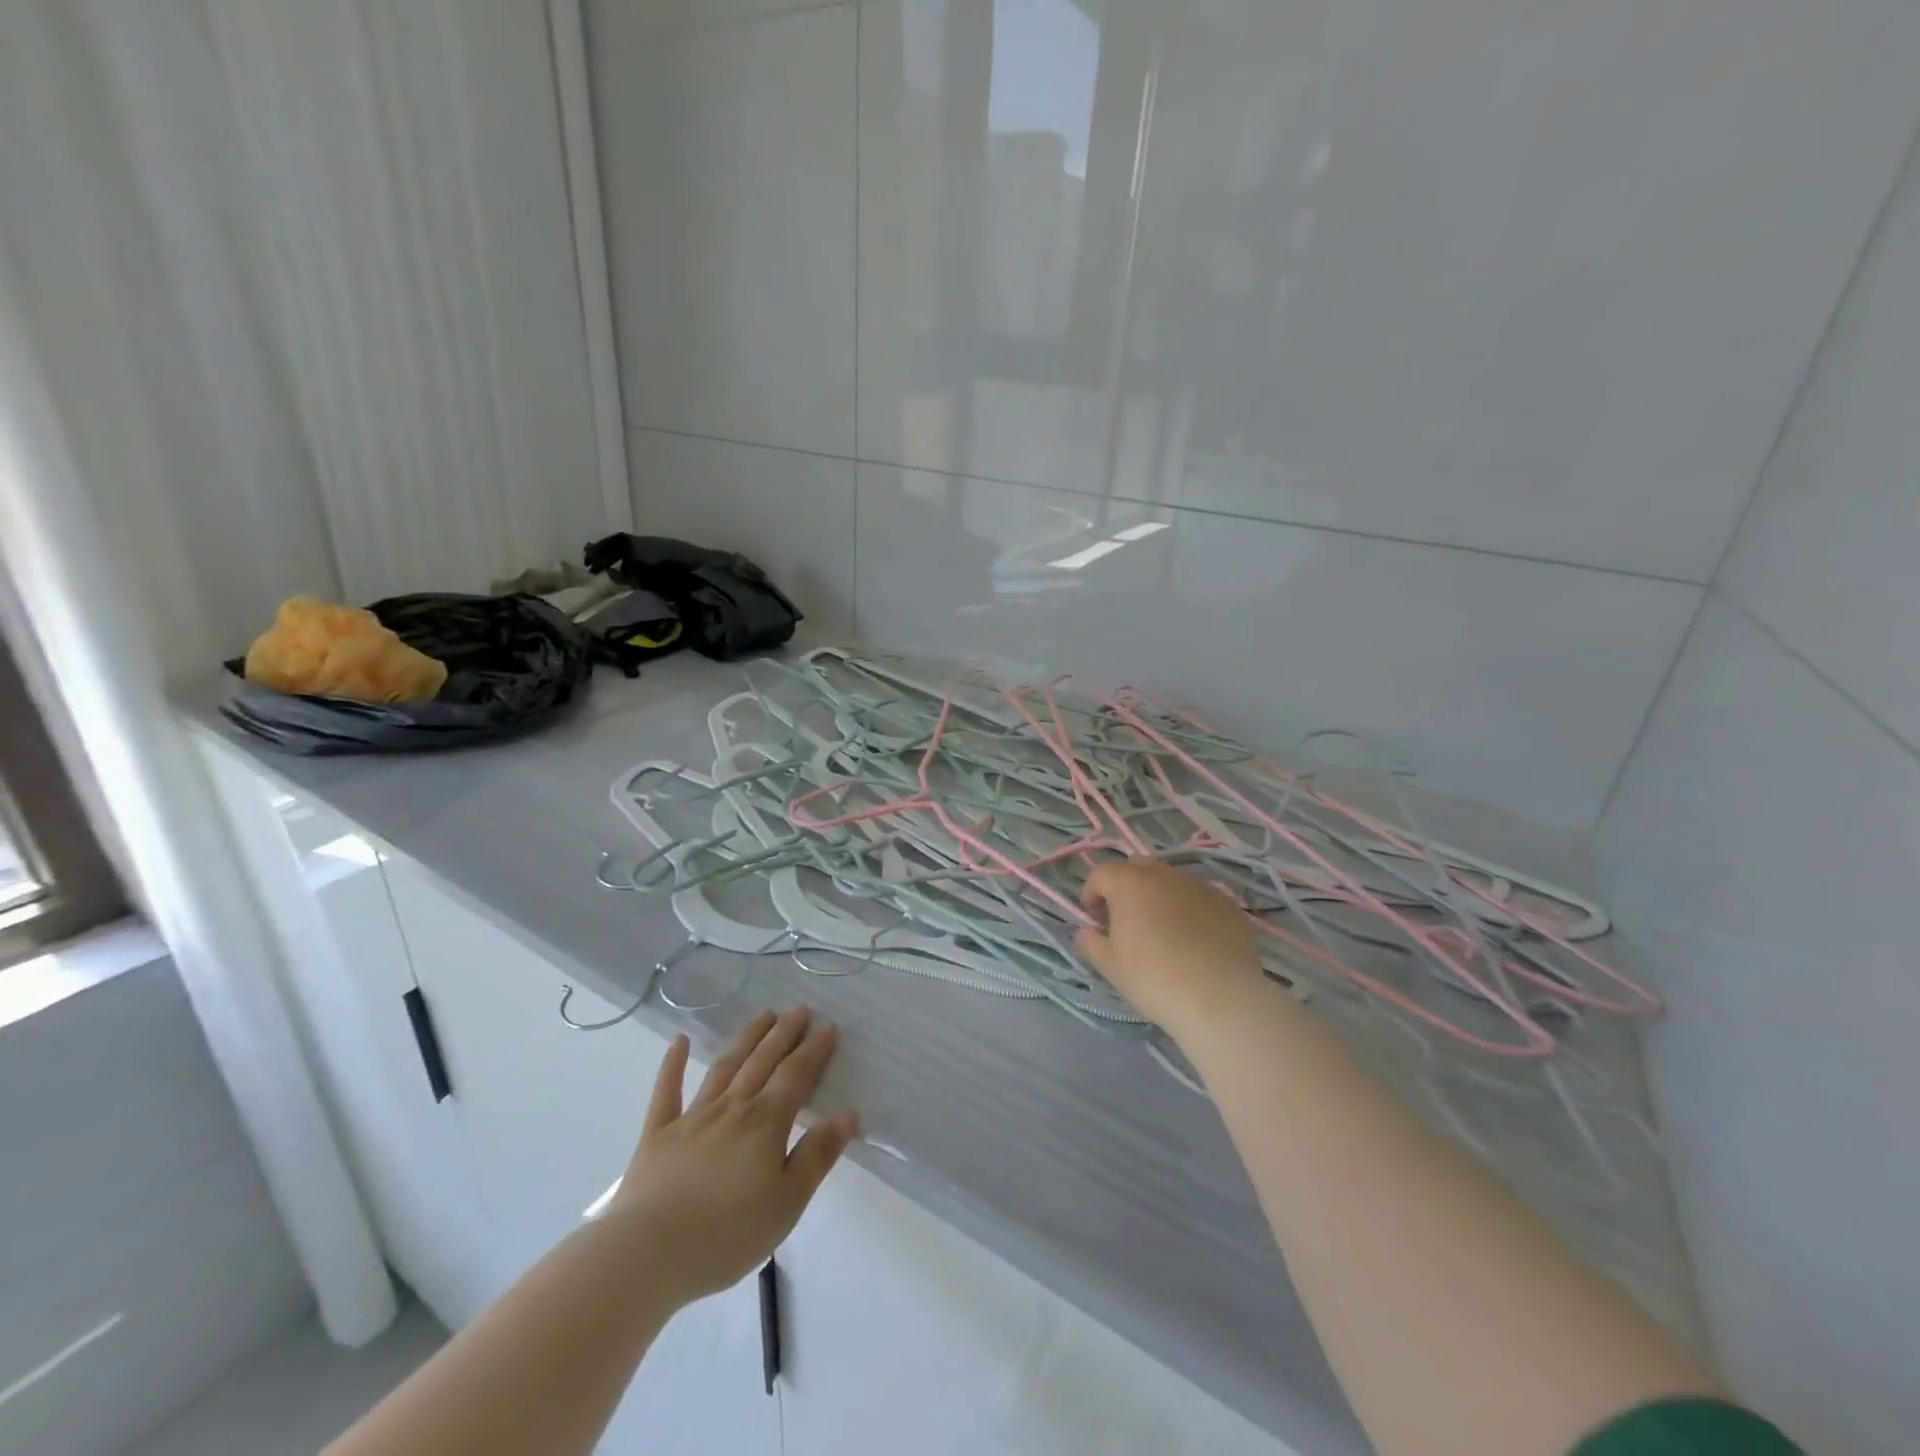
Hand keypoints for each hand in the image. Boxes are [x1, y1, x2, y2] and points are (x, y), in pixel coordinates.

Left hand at [606, 1007, 859, 1306]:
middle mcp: (732, 1108)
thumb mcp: (787, 1203)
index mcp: (765, 1123)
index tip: (829, 1027)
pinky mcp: (657, 1135)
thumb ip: (818, 1155)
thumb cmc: (726, 1235)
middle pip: (762, 1061)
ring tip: (763, 1014)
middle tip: (799, 1009)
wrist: (647, 1254)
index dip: (814, 1050)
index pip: (796, 1076)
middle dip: (784, 1033)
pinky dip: (673, 1064)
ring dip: (746, 1038)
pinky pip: (667, 1092)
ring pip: (724, 1066)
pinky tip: (679, 1040)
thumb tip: (848, 1113)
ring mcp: (692, 1117)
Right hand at [1076, 859, 1268, 1039]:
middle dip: (1126, 885)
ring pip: (1172, 881)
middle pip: (1139, 867)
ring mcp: (1201, 888)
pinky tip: (1194, 941)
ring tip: (1162, 930)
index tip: (1094, 918)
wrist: (1220, 999)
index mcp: (1131, 885)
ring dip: (1160, 895)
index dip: (1092, 892)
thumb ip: (1091, 943)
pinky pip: (1200, 899)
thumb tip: (1087, 933)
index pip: (1103, 873)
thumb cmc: (1154, 979)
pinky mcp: (1229, 906)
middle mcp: (1166, 876)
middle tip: (1125, 917)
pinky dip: (1190, 910)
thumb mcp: (1111, 967)